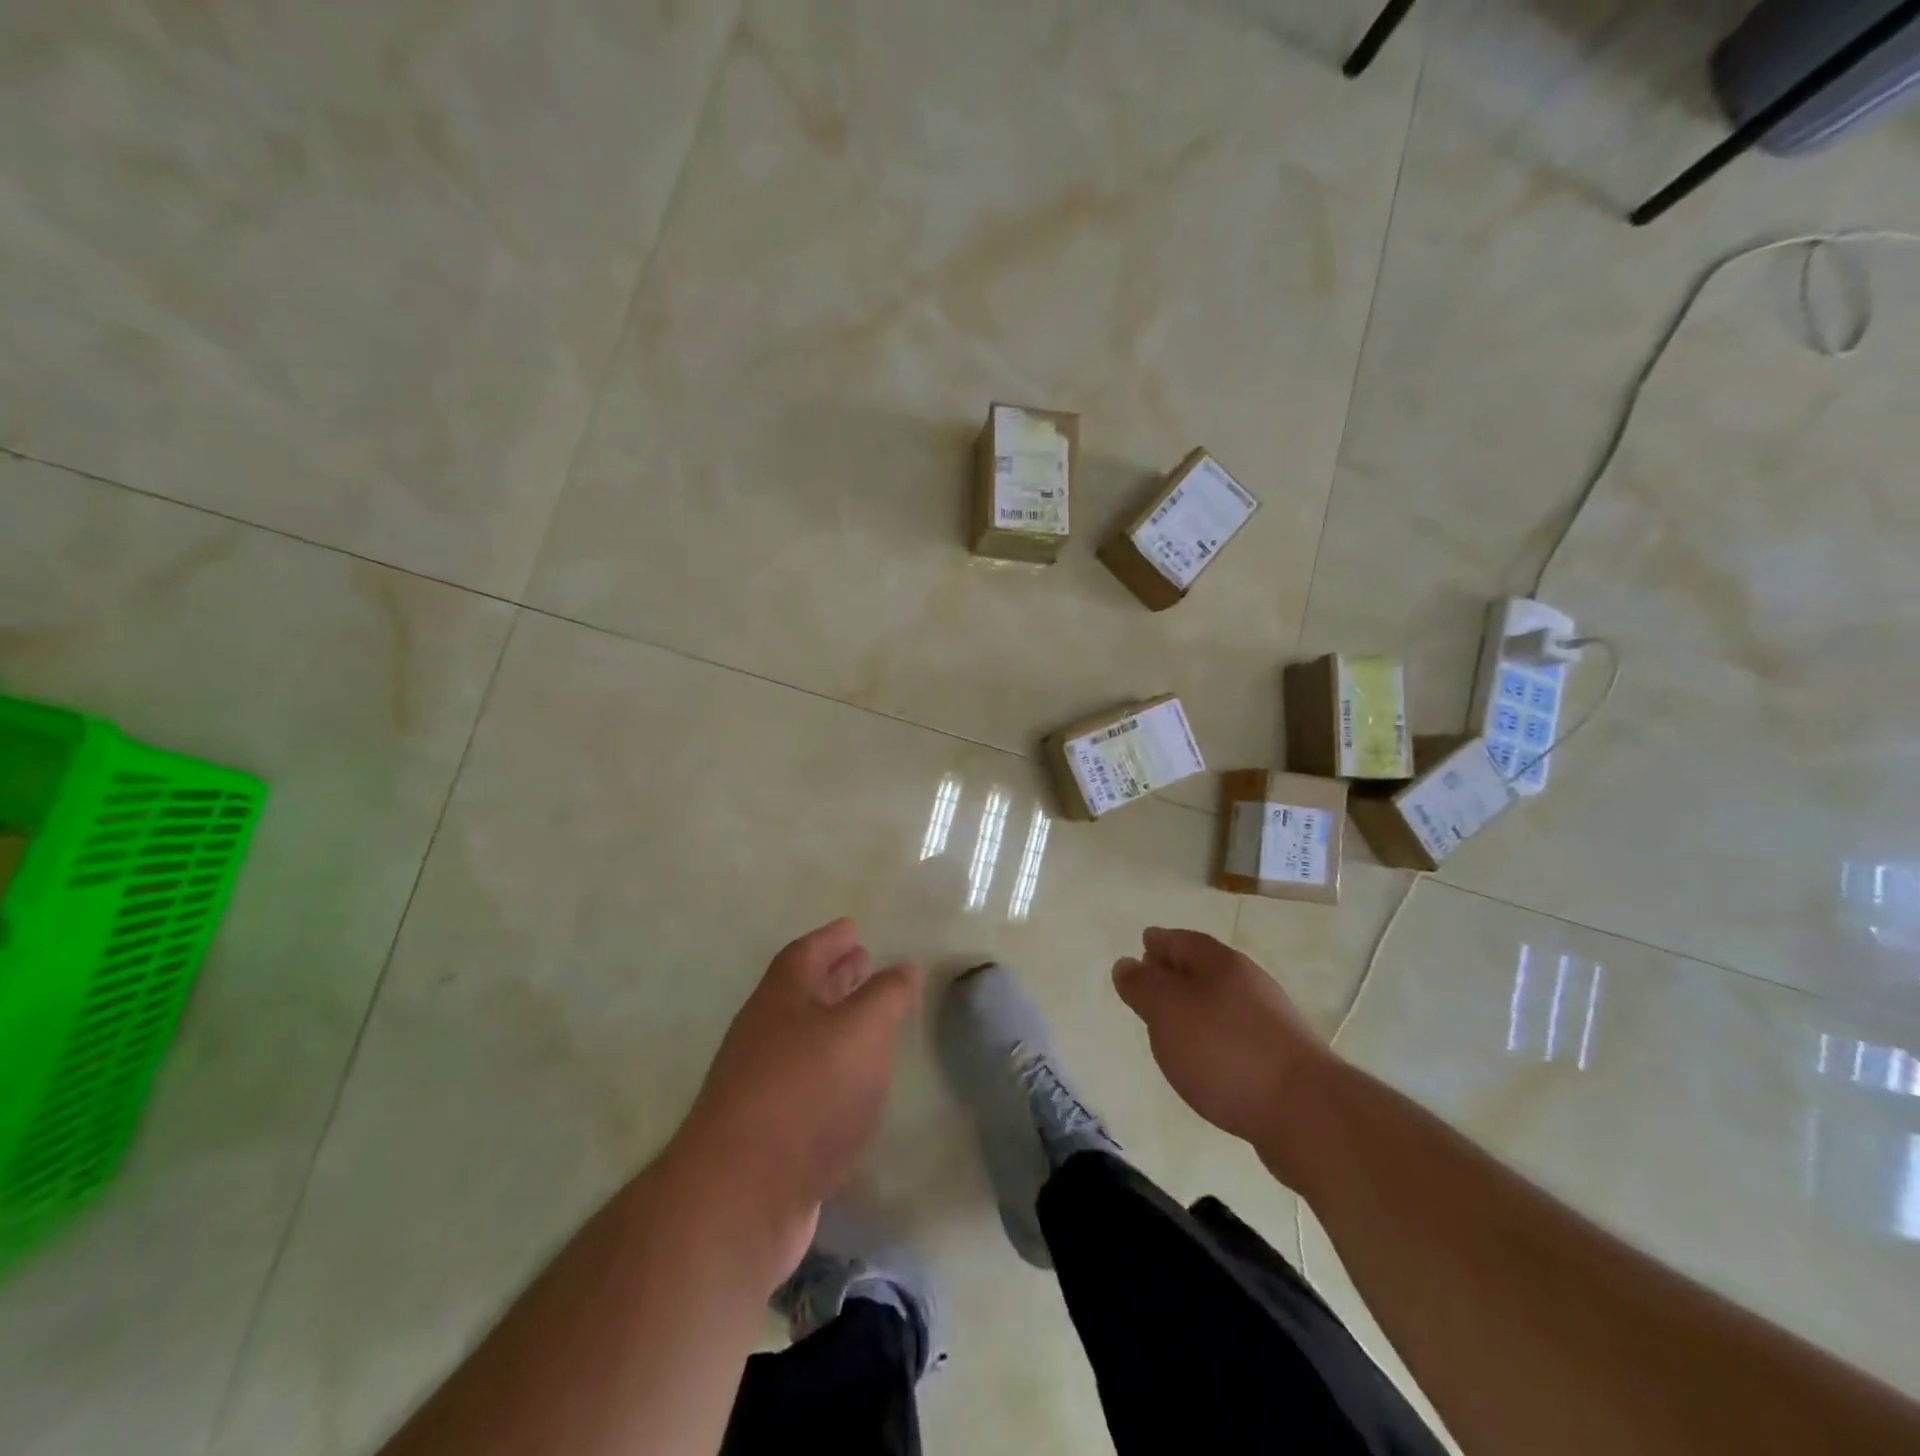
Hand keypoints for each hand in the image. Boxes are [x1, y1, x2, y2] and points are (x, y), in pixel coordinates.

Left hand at [672, 919, 923, 1282]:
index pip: (806, 953)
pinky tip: (854, 1084)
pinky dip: (832, 1071)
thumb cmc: (806, 1093)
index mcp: (781, 998)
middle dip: (834, 976)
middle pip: (802, 992)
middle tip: (864, 962)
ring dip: (835, 1023)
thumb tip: (904, 967)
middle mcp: (764, 1033)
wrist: (740, 1197)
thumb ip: (887, 995)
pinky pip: (806, 1081)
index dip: (831, 938)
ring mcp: (760, 1084)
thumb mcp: (861, 1030)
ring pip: (804, 1038)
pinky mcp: (767, 1131)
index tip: (854, 927)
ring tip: (869, 1020)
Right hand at [1112, 927, 1336, 1180]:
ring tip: (1171, 1023)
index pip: (1183, 940)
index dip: (1160, 941)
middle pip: (1205, 969)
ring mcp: (1269, 1022)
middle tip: (1151, 980)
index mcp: (1221, 964)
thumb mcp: (1168, 1012)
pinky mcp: (1280, 1060)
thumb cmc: (1225, 1051)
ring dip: (1195, 1006)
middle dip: (1177, 972)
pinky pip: (1235, 1034)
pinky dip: (1213, 1036)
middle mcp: (1248, 984)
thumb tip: (1126, 964)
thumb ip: (1143, 987)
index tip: (1143, 943)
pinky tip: (1204, 1057)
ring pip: (1221, 1002)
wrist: (1306, 1114)